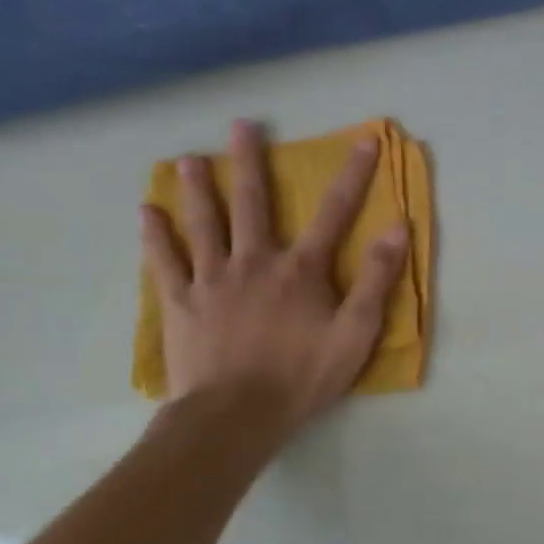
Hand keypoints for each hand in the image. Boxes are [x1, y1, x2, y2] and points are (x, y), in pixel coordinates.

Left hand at [140, 119, 408, 425]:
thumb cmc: (302, 376)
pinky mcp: (180, 303)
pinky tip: (145, 212)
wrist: (233, 418)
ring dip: (198, 188)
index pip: (335, 212)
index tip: (365, 140)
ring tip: (187, 158)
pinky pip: (165, 262)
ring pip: (203, 223)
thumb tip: (397, 228)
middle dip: (250, 161)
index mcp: (301, 269)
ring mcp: (212, 280)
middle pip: (253, 203)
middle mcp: (254, 262)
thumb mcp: (356, 332)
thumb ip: (377, 279)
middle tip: (241, 124)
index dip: (354, 174)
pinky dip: (155, 236)